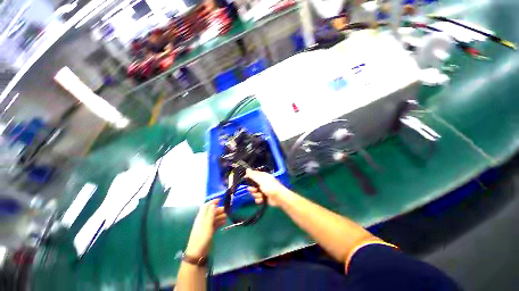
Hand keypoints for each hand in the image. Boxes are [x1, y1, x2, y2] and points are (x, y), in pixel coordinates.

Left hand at [185, 199, 226, 257]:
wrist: (197, 253)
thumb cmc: (202, 237)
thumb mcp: (207, 224)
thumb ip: (210, 214)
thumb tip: (213, 204)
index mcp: (201, 217)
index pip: (206, 206)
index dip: (212, 202)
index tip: (220, 200)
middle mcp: (203, 221)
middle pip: (211, 212)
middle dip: (218, 209)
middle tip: (225, 210)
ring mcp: (206, 227)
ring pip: (213, 218)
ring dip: (219, 216)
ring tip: (226, 216)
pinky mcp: (208, 232)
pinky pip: (214, 225)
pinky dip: (219, 222)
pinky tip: (224, 222)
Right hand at [245, 169, 291, 206]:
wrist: (279, 198)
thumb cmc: (270, 186)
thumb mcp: (261, 179)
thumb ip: (253, 175)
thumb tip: (247, 169)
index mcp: (262, 176)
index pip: (253, 175)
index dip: (248, 177)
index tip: (244, 179)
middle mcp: (262, 183)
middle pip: (252, 185)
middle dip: (252, 189)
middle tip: (254, 190)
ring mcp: (263, 190)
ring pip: (254, 192)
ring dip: (256, 195)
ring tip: (260, 195)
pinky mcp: (264, 197)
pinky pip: (257, 198)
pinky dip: (259, 199)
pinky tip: (262, 200)